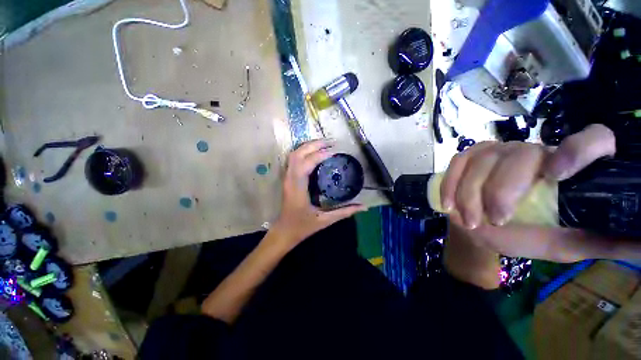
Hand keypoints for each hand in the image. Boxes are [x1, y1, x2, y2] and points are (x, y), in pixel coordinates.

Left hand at [270, 140, 367, 250]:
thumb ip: (344, 212)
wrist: (284, 231)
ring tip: (324, 144)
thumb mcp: (325, 220)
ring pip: (293, 155)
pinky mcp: (287, 179)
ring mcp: (287, 178)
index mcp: (298, 189)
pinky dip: (303, 152)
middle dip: (313, 145)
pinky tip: (314, 152)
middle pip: (297, 154)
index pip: (306, 164)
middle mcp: (290, 180)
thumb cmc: (302, 226)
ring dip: (308, 146)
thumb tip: (363, 206)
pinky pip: (293, 160)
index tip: (334, 152)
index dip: (319, 155)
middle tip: (331, 142)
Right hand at [442, 124, 639, 262]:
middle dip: (502, 191)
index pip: (591, 140)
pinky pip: (456, 164)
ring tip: (470, 222)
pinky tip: (449, 205)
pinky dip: (450, 185)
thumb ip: (601, 239)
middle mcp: (533, 151)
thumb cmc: (527, 235)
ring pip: (482, 162)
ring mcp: (496, 151)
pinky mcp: (468, 157)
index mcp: (568, 168)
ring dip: (471, 195)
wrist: (484, 228)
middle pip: (521, 156)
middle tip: (495, 221)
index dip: (581, 149)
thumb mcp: (568, 243)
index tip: (559, 174)